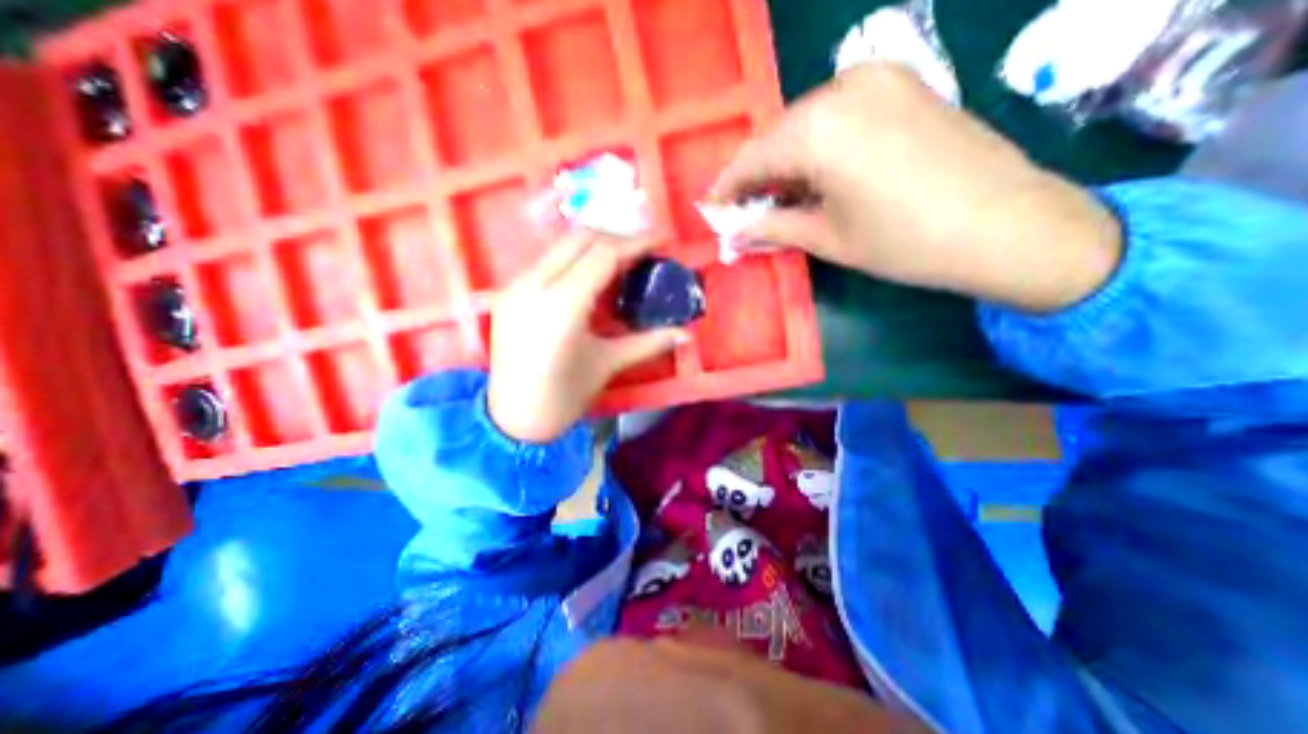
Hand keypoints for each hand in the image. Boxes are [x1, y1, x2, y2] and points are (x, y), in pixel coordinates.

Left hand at [488, 232, 686, 442]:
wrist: (513, 420)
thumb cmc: (563, 396)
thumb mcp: (608, 364)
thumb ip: (649, 342)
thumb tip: (685, 335)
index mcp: (562, 304)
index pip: (604, 254)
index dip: (636, 243)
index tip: (661, 241)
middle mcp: (534, 284)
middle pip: (581, 239)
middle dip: (617, 238)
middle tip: (643, 252)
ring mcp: (515, 285)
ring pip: (560, 245)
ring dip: (594, 245)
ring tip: (621, 261)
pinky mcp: (507, 292)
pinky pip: (546, 261)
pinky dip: (573, 258)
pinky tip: (590, 276)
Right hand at [713, 63, 1124, 311]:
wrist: (1005, 224)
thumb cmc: (903, 242)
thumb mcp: (826, 239)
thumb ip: (771, 228)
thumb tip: (732, 231)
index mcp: (818, 130)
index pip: (751, 157)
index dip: (728, 187)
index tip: (714, 209)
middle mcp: (842, 88)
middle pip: (776, 135)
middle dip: (757, 175)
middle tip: (746, 210)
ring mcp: (876, 78)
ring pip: (805, 123)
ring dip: (785, 161)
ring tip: (779, 198)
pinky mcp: (900, 82)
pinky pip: (836, 113)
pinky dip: (816, 145)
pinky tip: (815, 175)